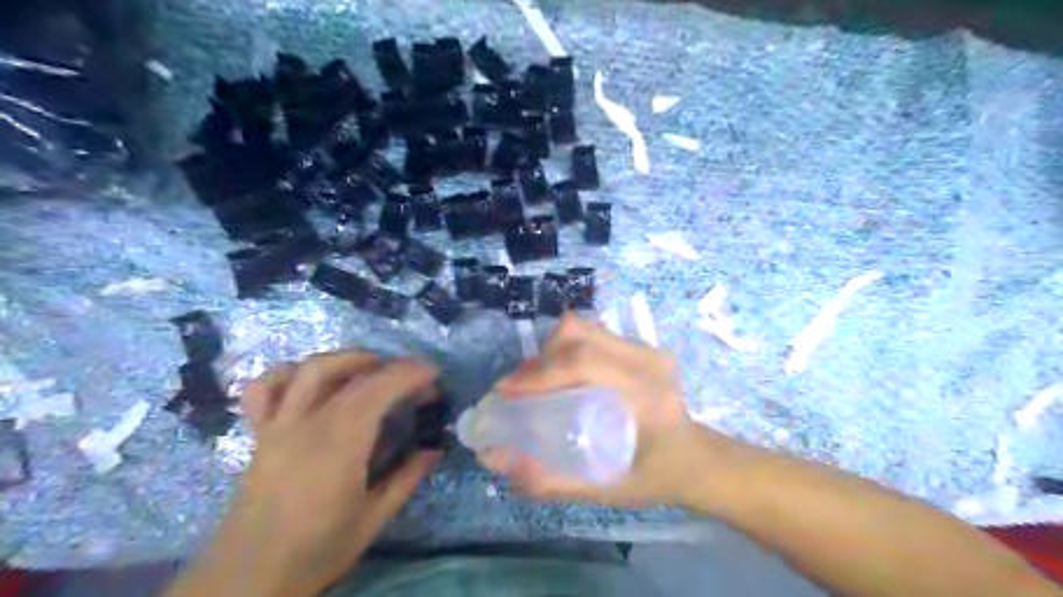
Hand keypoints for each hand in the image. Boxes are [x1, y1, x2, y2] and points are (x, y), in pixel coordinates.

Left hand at [192, 352, 439, 596]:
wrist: (247, 579)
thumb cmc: (317, 550)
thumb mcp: (373, 519)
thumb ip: (406, 478)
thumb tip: (435, 450)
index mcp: (340, 444)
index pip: (378, 389)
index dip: (409, 373)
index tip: (433, 375)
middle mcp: (307, 424)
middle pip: (351, 374)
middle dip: (389, 366)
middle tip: (413, 380)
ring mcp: (278, 425)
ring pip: (309, 369)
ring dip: (345, 359)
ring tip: (370, 370)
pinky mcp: (259, 434)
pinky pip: (264, 388)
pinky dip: (289, 374)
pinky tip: (309, 382)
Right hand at [480, 316, 722, 505]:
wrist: (699, 459)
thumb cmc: (658, 478)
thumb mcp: (608, 491)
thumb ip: (552, 481)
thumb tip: (495, 459)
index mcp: (647, 393)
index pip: (586, 363)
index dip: (539, 373)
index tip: (506, 392)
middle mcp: (648, 360)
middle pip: (580, 333)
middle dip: (540, 358)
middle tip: (521, 389)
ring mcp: (647, 348)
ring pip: (584, 328)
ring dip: (552, 351)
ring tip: (537, 383)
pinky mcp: (642, 346)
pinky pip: (593, 334)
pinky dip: (567, 350)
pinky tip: (562, 377)